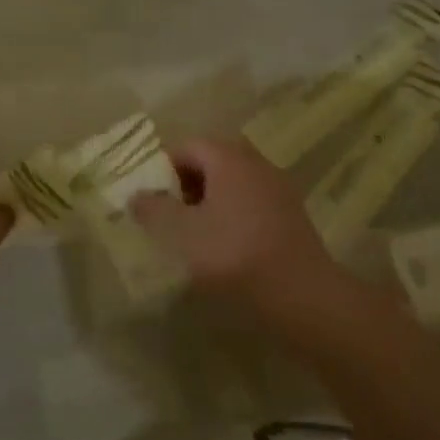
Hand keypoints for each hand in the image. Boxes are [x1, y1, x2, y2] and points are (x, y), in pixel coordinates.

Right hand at [130, 137, 337, 311]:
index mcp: (229, 158)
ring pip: (235, 180)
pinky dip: (234, 212)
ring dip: (212, 197)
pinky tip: (225, 244)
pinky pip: (253, 200)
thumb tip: (137, 195)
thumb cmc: (234, 255)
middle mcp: (256, 163)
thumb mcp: (181, 233)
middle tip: (171, 209)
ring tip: (194, 230)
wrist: (302, 294)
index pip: (189, 145)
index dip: (164, 166)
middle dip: (188, 180)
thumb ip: (154, 209)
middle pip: (214, 159)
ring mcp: (278, 188)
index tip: (151, 195)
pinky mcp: (291, 215)